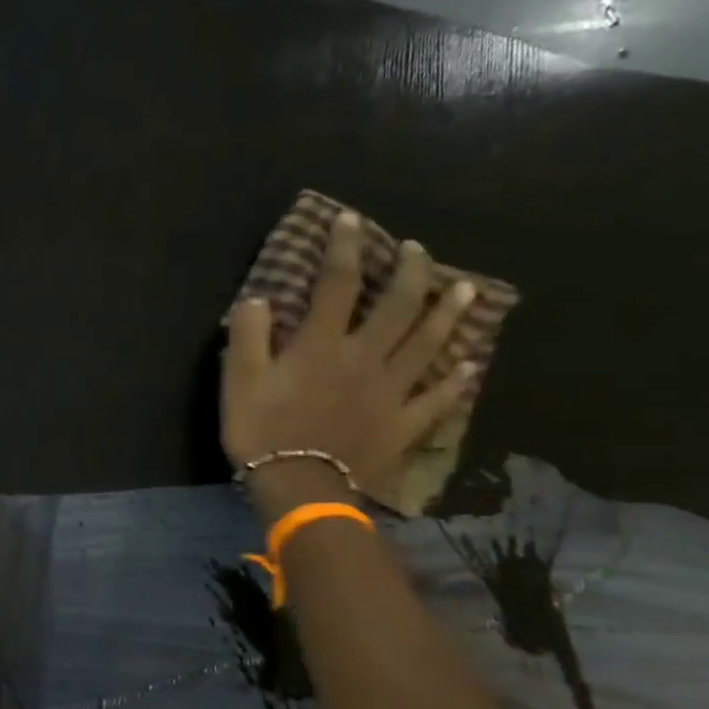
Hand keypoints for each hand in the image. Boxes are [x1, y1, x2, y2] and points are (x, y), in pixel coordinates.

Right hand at [223, 211, 475, 512]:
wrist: (300, 487)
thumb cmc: (263, 432)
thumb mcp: (240, 380)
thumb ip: (249, 335)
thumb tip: (259, 298)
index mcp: (323, 344)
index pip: (338, 283)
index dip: (345, 248)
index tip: (351, 220)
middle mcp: (365, 357)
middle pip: (397, 306)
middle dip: (409, 272)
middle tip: (418, 249)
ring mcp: (391, 391)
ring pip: (427, 344)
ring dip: (447, 313)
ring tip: (464, 289)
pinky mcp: (403, 424)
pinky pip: (436, 399)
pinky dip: (454, 382)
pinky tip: (469, 366)